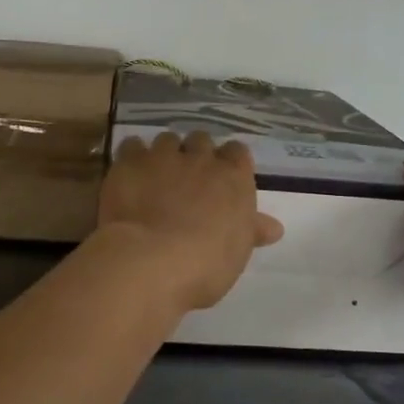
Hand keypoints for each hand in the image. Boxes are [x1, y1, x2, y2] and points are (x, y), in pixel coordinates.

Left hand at [99, 132, 283, 311]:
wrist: (151, 260)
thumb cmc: (206, 264)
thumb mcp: (237, 252)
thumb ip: (252, 231)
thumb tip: (274, 228)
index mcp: (234, 177)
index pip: (238, 153)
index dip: (229, 163)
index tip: (222, 180)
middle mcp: (201, 158)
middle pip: (201, 140)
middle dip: (196, 155)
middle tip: (188, 180)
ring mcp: (163, 156)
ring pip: (167, 140)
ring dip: (165, 154)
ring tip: (157, 176)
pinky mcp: (130, 162)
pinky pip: (132, 146)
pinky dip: (133, 156)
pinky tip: (130, 174)